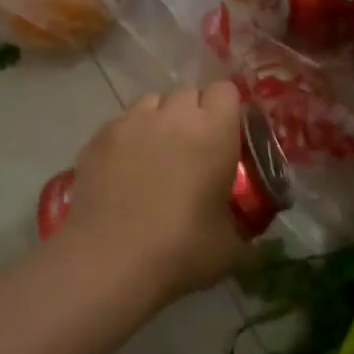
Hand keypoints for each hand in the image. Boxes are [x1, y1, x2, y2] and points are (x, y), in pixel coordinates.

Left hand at [65, 82, 251, 301]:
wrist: (109, 262)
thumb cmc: (181, 249)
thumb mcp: (230, 249)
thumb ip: (246, 234)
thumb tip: (255, 245)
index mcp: (213, 130)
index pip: (225, 90)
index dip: (227, 110)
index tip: (227, 136)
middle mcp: (172, 115)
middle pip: (188, 93)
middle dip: (194, 114)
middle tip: (194, 150)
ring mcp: (131, 123)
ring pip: (151, 103)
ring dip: (160, 120)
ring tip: (157, 155)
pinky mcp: (98, 138)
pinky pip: (121, 124)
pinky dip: (128, 138)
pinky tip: (125, 171)